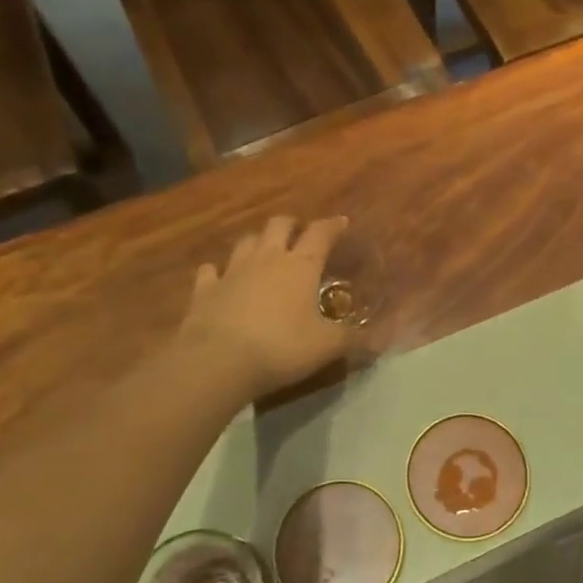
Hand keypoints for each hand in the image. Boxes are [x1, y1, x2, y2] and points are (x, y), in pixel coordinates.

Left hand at [177, 216, 355, 399]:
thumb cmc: (282, 347)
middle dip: (291, 225)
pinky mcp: (205, 290)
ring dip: (257, 241)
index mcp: (300, 266)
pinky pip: (210, 271)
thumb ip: (352, 338)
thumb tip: (377, 338)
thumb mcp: (327, 346)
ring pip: (246, 242)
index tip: (341, 222)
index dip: (332, 225)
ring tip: (264, 250)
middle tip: (299, 233)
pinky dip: (217, 271)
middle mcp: (266, 259)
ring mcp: (232, 271)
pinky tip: (220, 276)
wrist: (219, 361)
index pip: (320, 234)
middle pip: (278, 225)